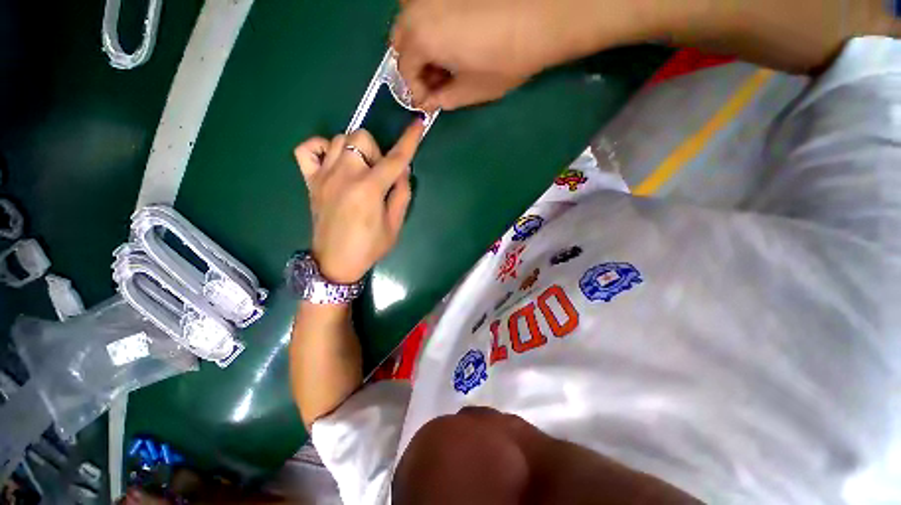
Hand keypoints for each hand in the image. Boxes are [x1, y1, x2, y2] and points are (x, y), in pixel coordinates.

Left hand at [294, 121, 424, 283]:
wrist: (335, 262)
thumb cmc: (370, 247)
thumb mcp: (395, 225)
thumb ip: (401, 194)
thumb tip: (402, 170)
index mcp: (369, 189)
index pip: (394, 158)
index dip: (409, 140)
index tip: (418, 124)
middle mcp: (345, 176)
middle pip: (362, 138)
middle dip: (377, 152)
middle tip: (379, 174)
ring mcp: (324, 176)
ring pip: (340, 139)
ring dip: (356, 150)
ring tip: (360, 171)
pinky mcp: (310, 181)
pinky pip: (307, 149)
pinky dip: (321, 148)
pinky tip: (333, 162)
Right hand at [392, 0, 667, 109]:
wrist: (546, 13)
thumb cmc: (506, 59)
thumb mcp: (471, 91)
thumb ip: (444, 99)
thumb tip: (430, 101)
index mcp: (420, 38)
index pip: (404, 73)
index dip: (415, 92)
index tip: (429, 102)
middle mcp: (416, 7)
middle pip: (401, 44)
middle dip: (415, 67)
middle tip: (437, 82)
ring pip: (412, 24)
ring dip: (422, 46)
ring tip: (447, 62)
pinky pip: (428, 9)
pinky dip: (433, 28)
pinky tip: (454, 39)